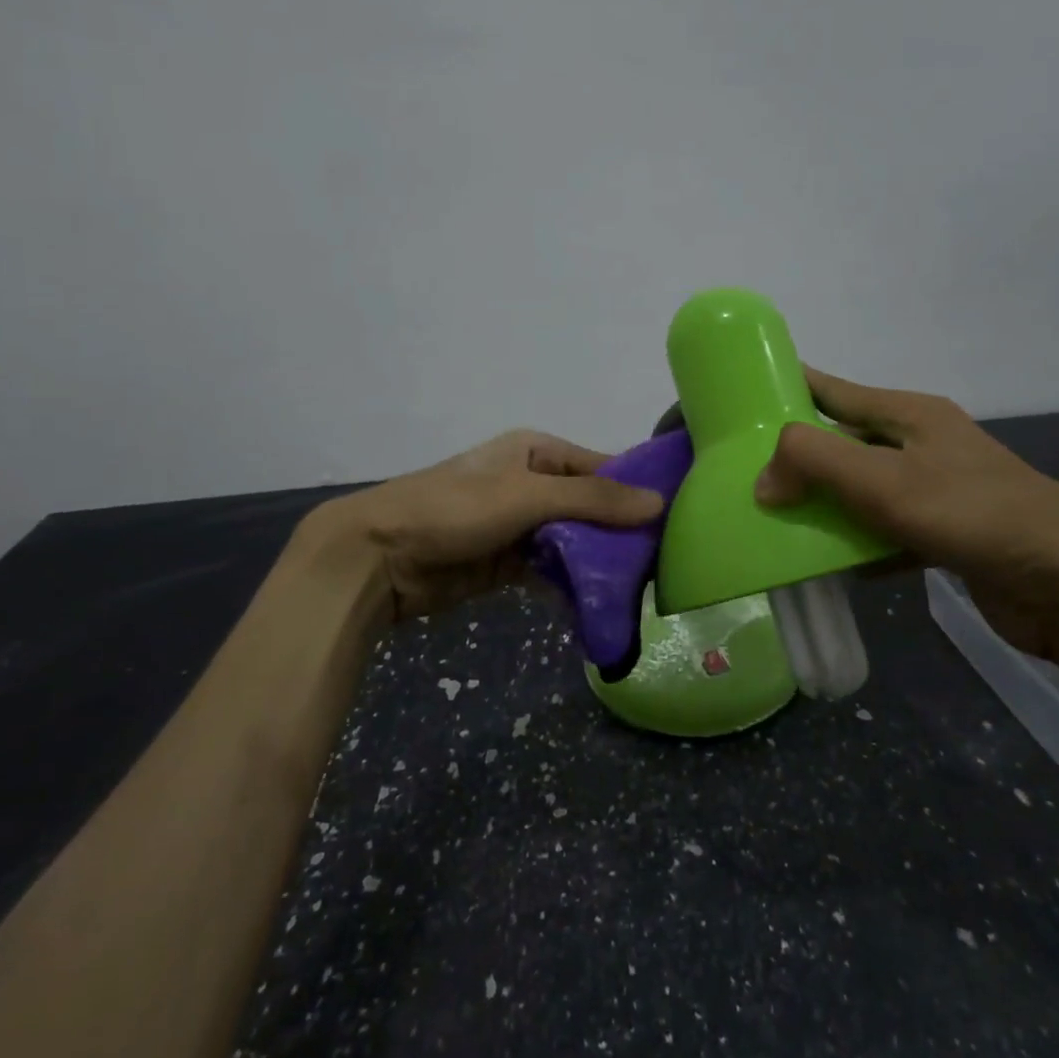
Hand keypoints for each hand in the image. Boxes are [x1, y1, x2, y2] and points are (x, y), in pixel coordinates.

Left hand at [308, 429, 663, 620]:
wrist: (379, 557)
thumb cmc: (455, 509)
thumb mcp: (527, 495)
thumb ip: (593, 499)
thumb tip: (659, 502)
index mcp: (538, 452)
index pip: (603, 467)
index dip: (637, 491)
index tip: (679, 519)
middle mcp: (533, 483)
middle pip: (591, 508)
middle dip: (621, 534)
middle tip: (666, 565)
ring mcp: (520, 525)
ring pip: (574, 542)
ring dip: (599, 563)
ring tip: (643, 590)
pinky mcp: (507, 563)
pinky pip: (551, 571)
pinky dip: (571, 585)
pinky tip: (600, 605)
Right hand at [755, 367, 1058, 658]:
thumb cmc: (970, 513)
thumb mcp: (882, 479)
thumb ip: (812, 463)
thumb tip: (762, 480)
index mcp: (909, 414)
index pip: (834, 390)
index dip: (790, 387)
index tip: (743, 398)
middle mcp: (921, 444)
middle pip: (844, 442)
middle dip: (798, 458)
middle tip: (747, 474)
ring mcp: (936, 489)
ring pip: (861, 490)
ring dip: (824, 506)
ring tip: (777, 521)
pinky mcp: (944, 533)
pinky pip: (885, 531)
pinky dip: (858, 544)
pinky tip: (832, 565)